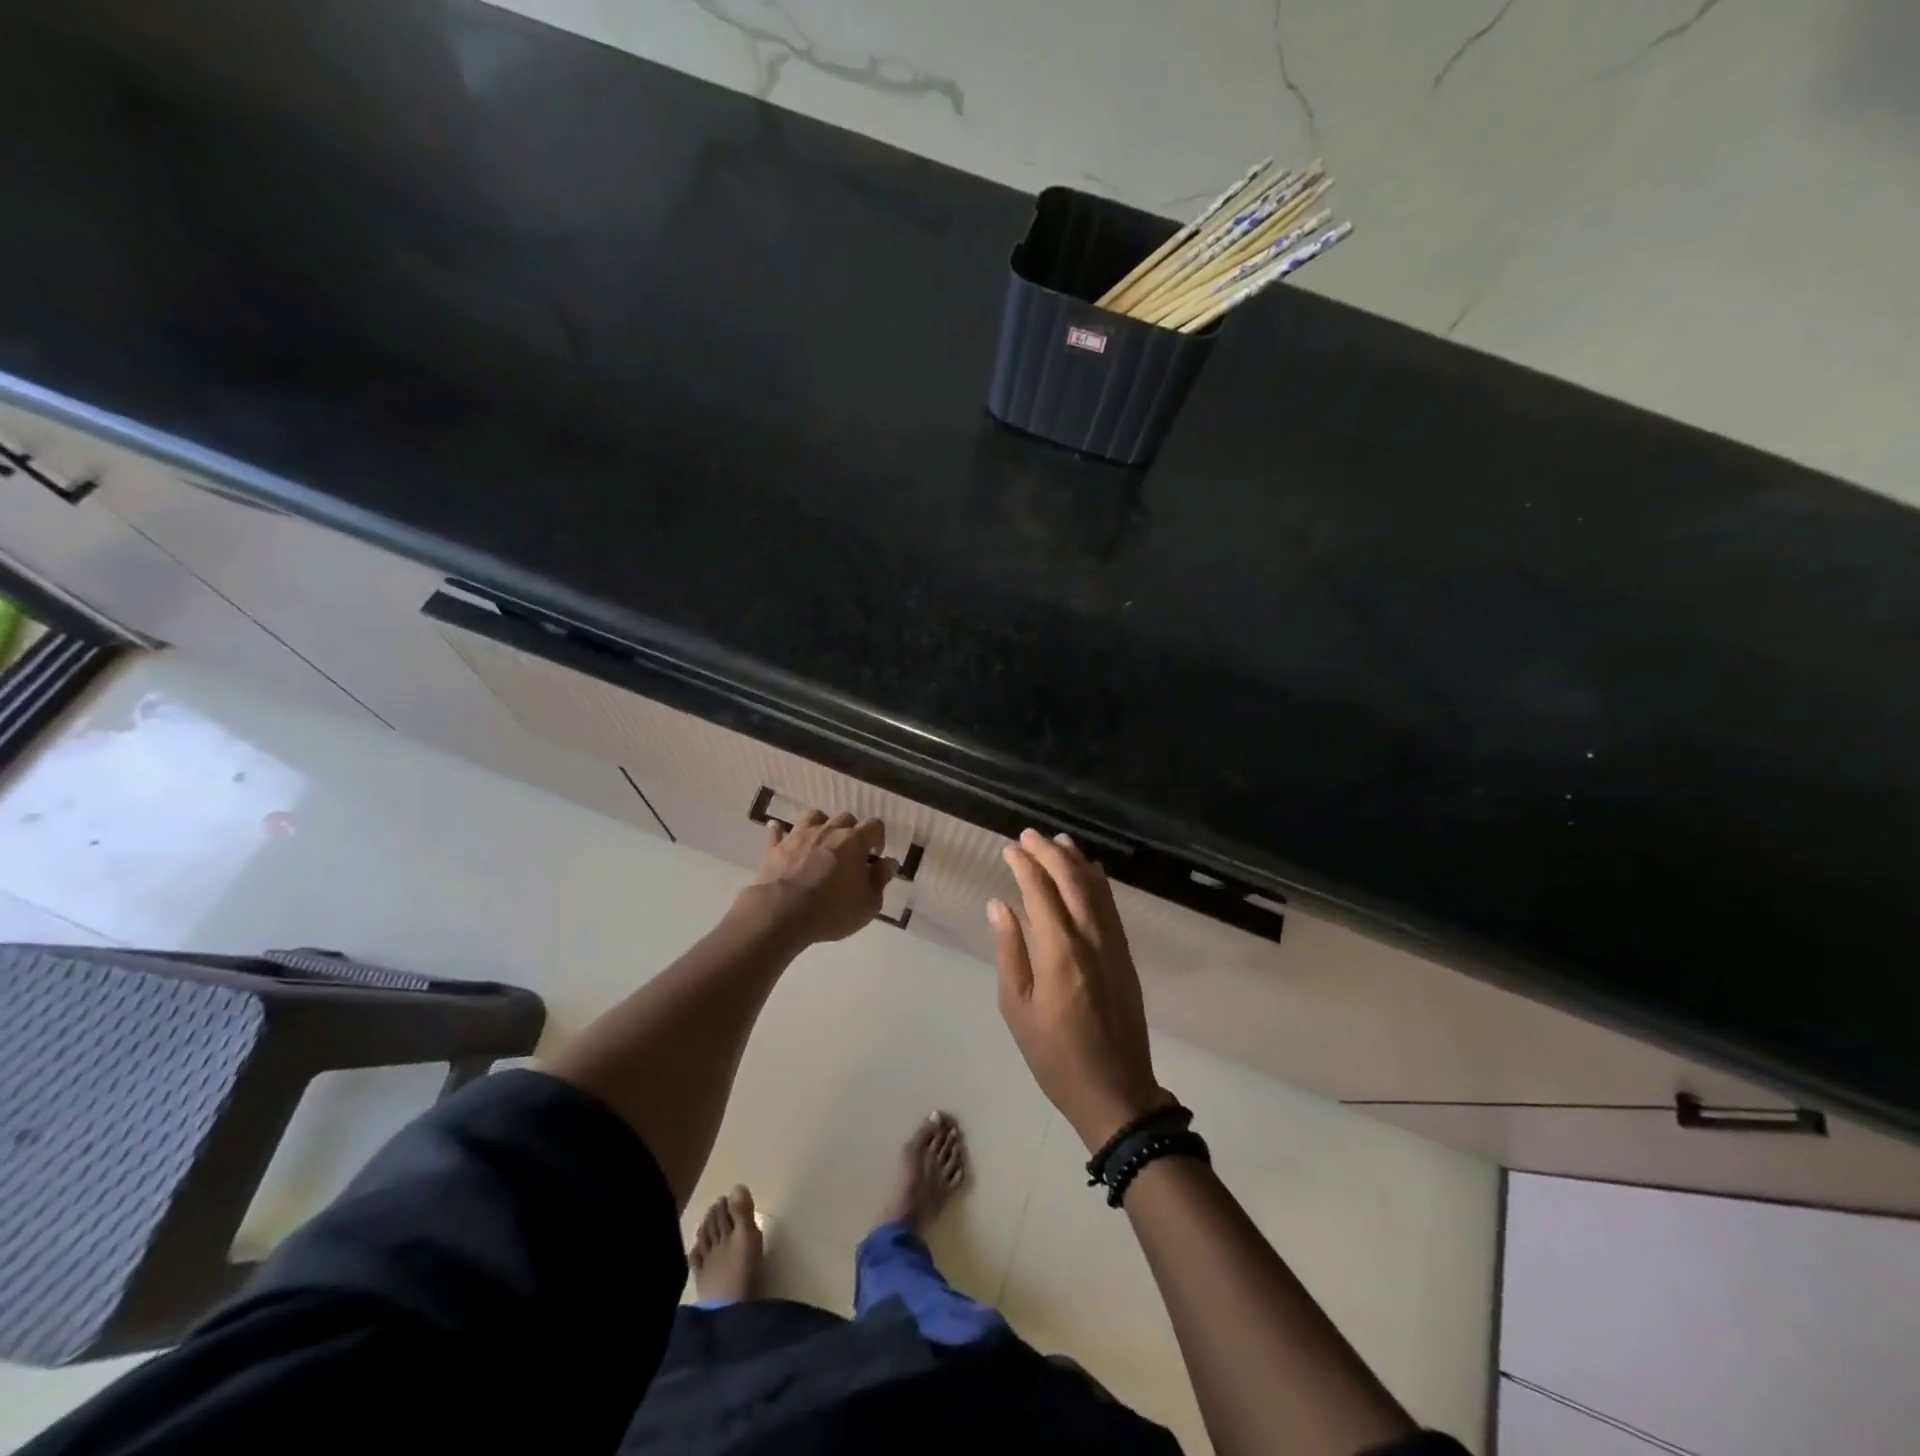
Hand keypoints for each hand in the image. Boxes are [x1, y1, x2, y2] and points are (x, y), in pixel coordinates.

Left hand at [742, 809, 896, 946]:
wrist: (781, 913)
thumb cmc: (832, 910)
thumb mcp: (868, 903)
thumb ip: (881, 879)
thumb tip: (889, 863)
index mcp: (855, 841)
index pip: (874, 825)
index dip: (878, 838)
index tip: (875, 856)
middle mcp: (828, 831)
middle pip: (846, 818)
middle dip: (851, 832)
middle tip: (850, 854)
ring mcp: (800, 835)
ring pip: (814, 817)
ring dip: (821, 826)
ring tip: (822, 843)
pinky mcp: (776, 847)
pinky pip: (778, 832)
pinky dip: (782, 832)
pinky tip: (781, 833)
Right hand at [990, 829, 1175, 1149]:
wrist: (1115, 1090)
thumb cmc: (1055, 1054)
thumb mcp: (1017, 1007)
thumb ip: (1009, 951)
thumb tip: (999, 905)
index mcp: (1059, 950)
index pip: (1040, 891)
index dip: (1025, 865)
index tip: (1009, 848)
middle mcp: (1090, 937)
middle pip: (1071, 880)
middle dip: (1049, 853)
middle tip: (1029, 835)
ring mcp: (1112, 944)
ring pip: (1096, 888)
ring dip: (1076, 860)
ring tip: (1058, 841)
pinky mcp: (1125, 954)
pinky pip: (1111, 906)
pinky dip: (1098, 882)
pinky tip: (1090, 872)